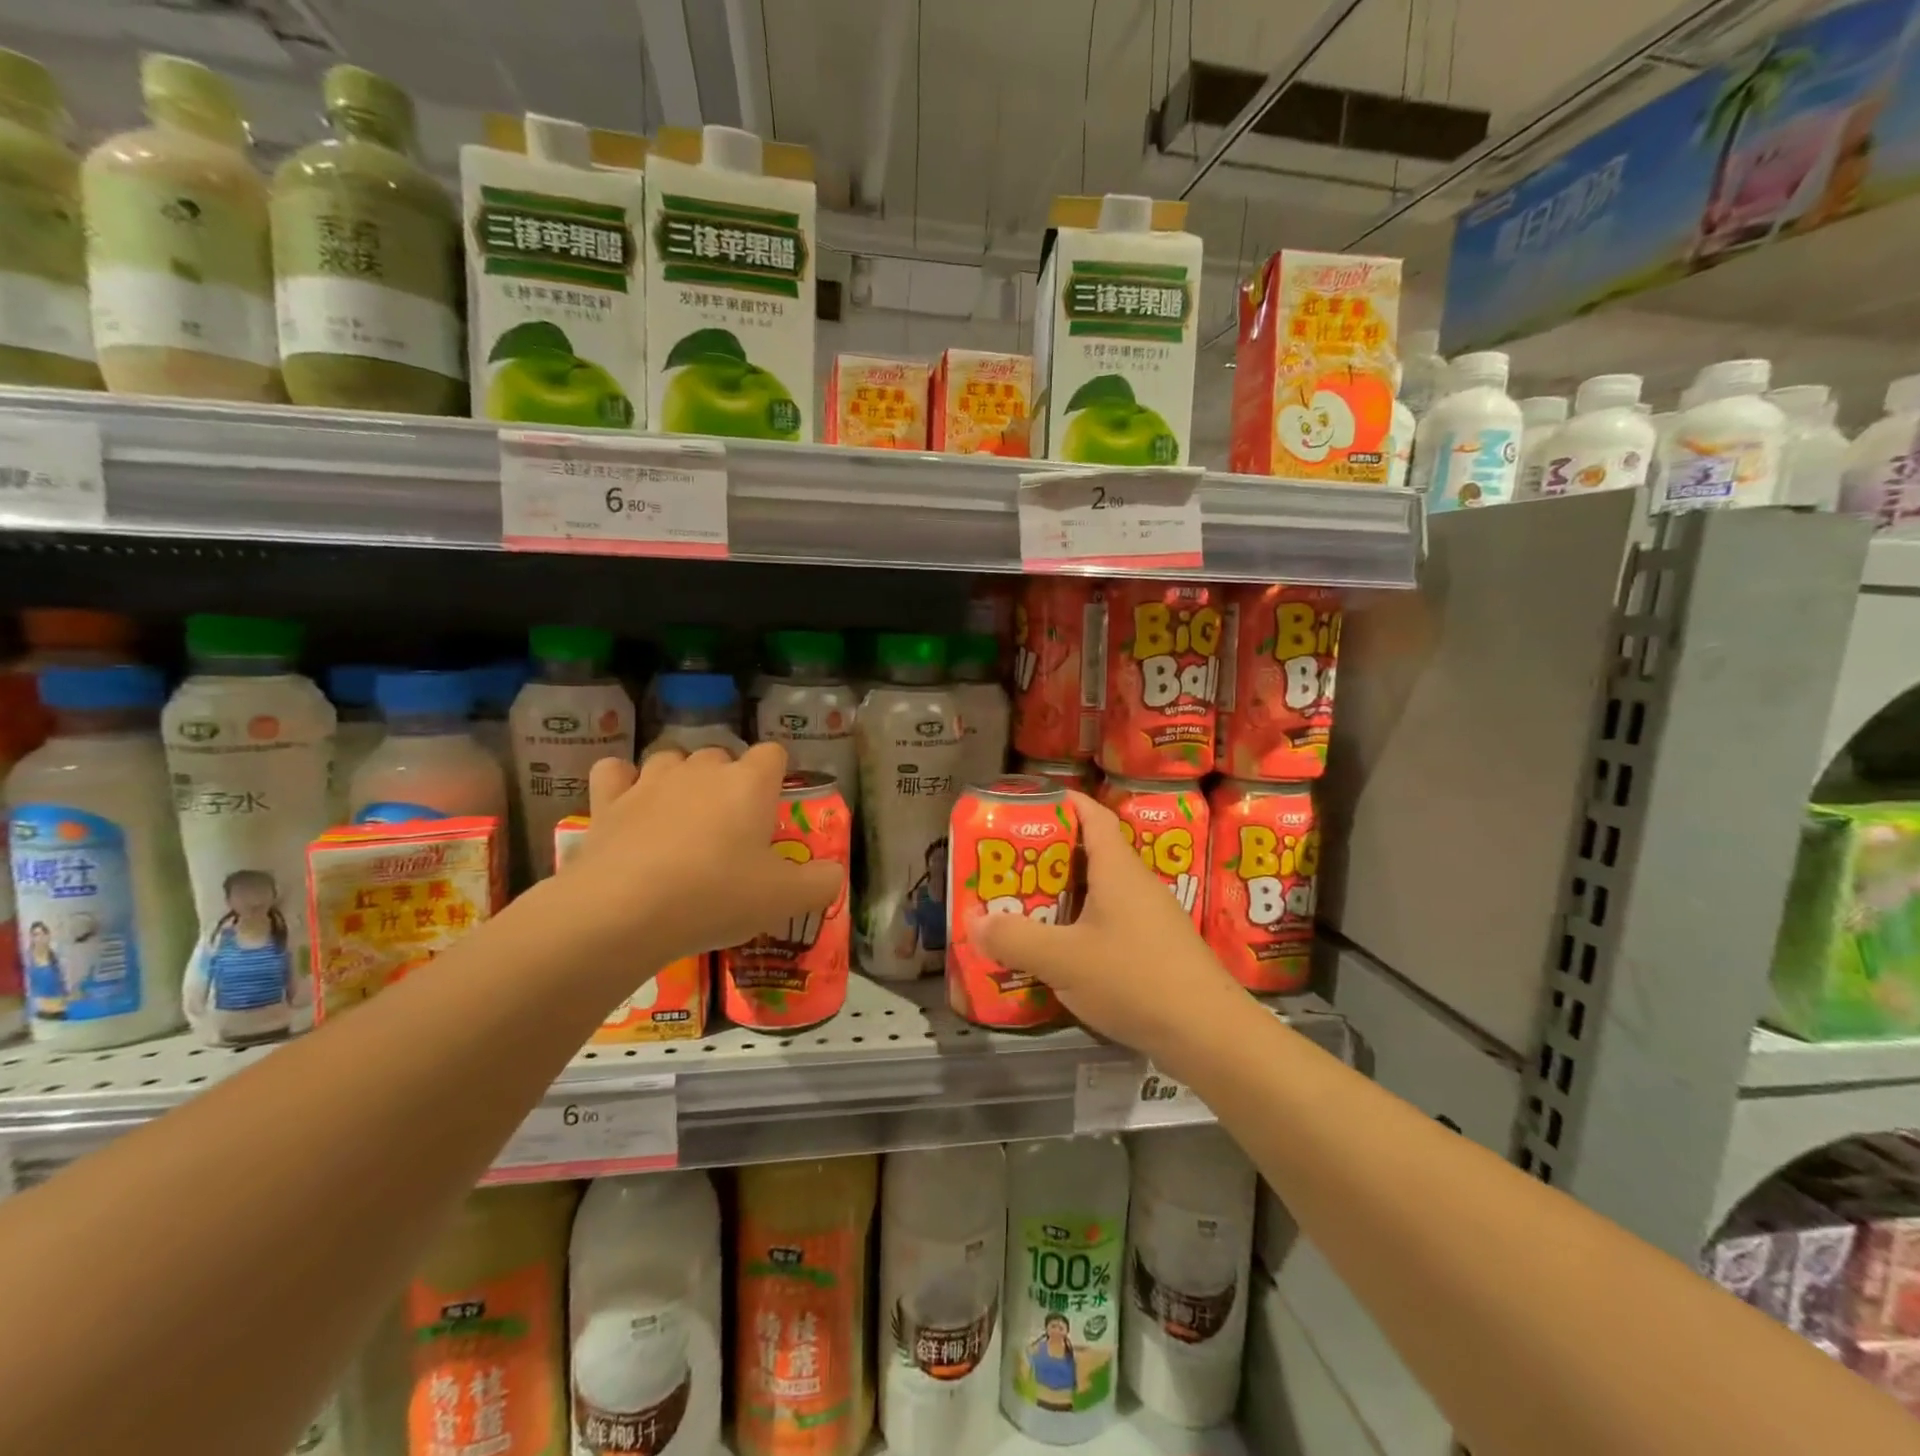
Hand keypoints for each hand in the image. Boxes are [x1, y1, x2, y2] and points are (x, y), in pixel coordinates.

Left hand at [560, 743, 842, 966]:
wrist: (626, 911)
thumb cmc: (717, 896)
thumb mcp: (785, 899)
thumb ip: (821, 882)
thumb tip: (834, 873)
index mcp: (749, 783)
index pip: (773, 753)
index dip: (776, 775)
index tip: (773, 808)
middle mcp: (702, 769)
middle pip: (722, 754)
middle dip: (728, 780)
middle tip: (730, 828)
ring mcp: (651, 781)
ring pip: (671, 757)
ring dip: (679, 778)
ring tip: (682, 816)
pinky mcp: (608, 801)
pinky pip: (614, 771)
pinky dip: (622, 782)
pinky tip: (629, 805)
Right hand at [971, 789, 1247, 1059]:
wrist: (1210, 1035)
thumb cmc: (1135, 979)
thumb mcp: (1064, 960)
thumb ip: (1014, 939)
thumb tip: (973, 920)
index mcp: (1117, 868)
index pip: (1091, 814)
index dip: (1059, 802)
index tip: (1023, 808)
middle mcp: (1135, 884)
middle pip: (1089, 853)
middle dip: (1046, 856)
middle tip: (1007, 866)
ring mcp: (1149, 917)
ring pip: (1098, 891)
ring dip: (1061, 895)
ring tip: (1022, 907)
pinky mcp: (1155, 949)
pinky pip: (1109, 922)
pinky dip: (1079, 926)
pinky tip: (1058, 952)